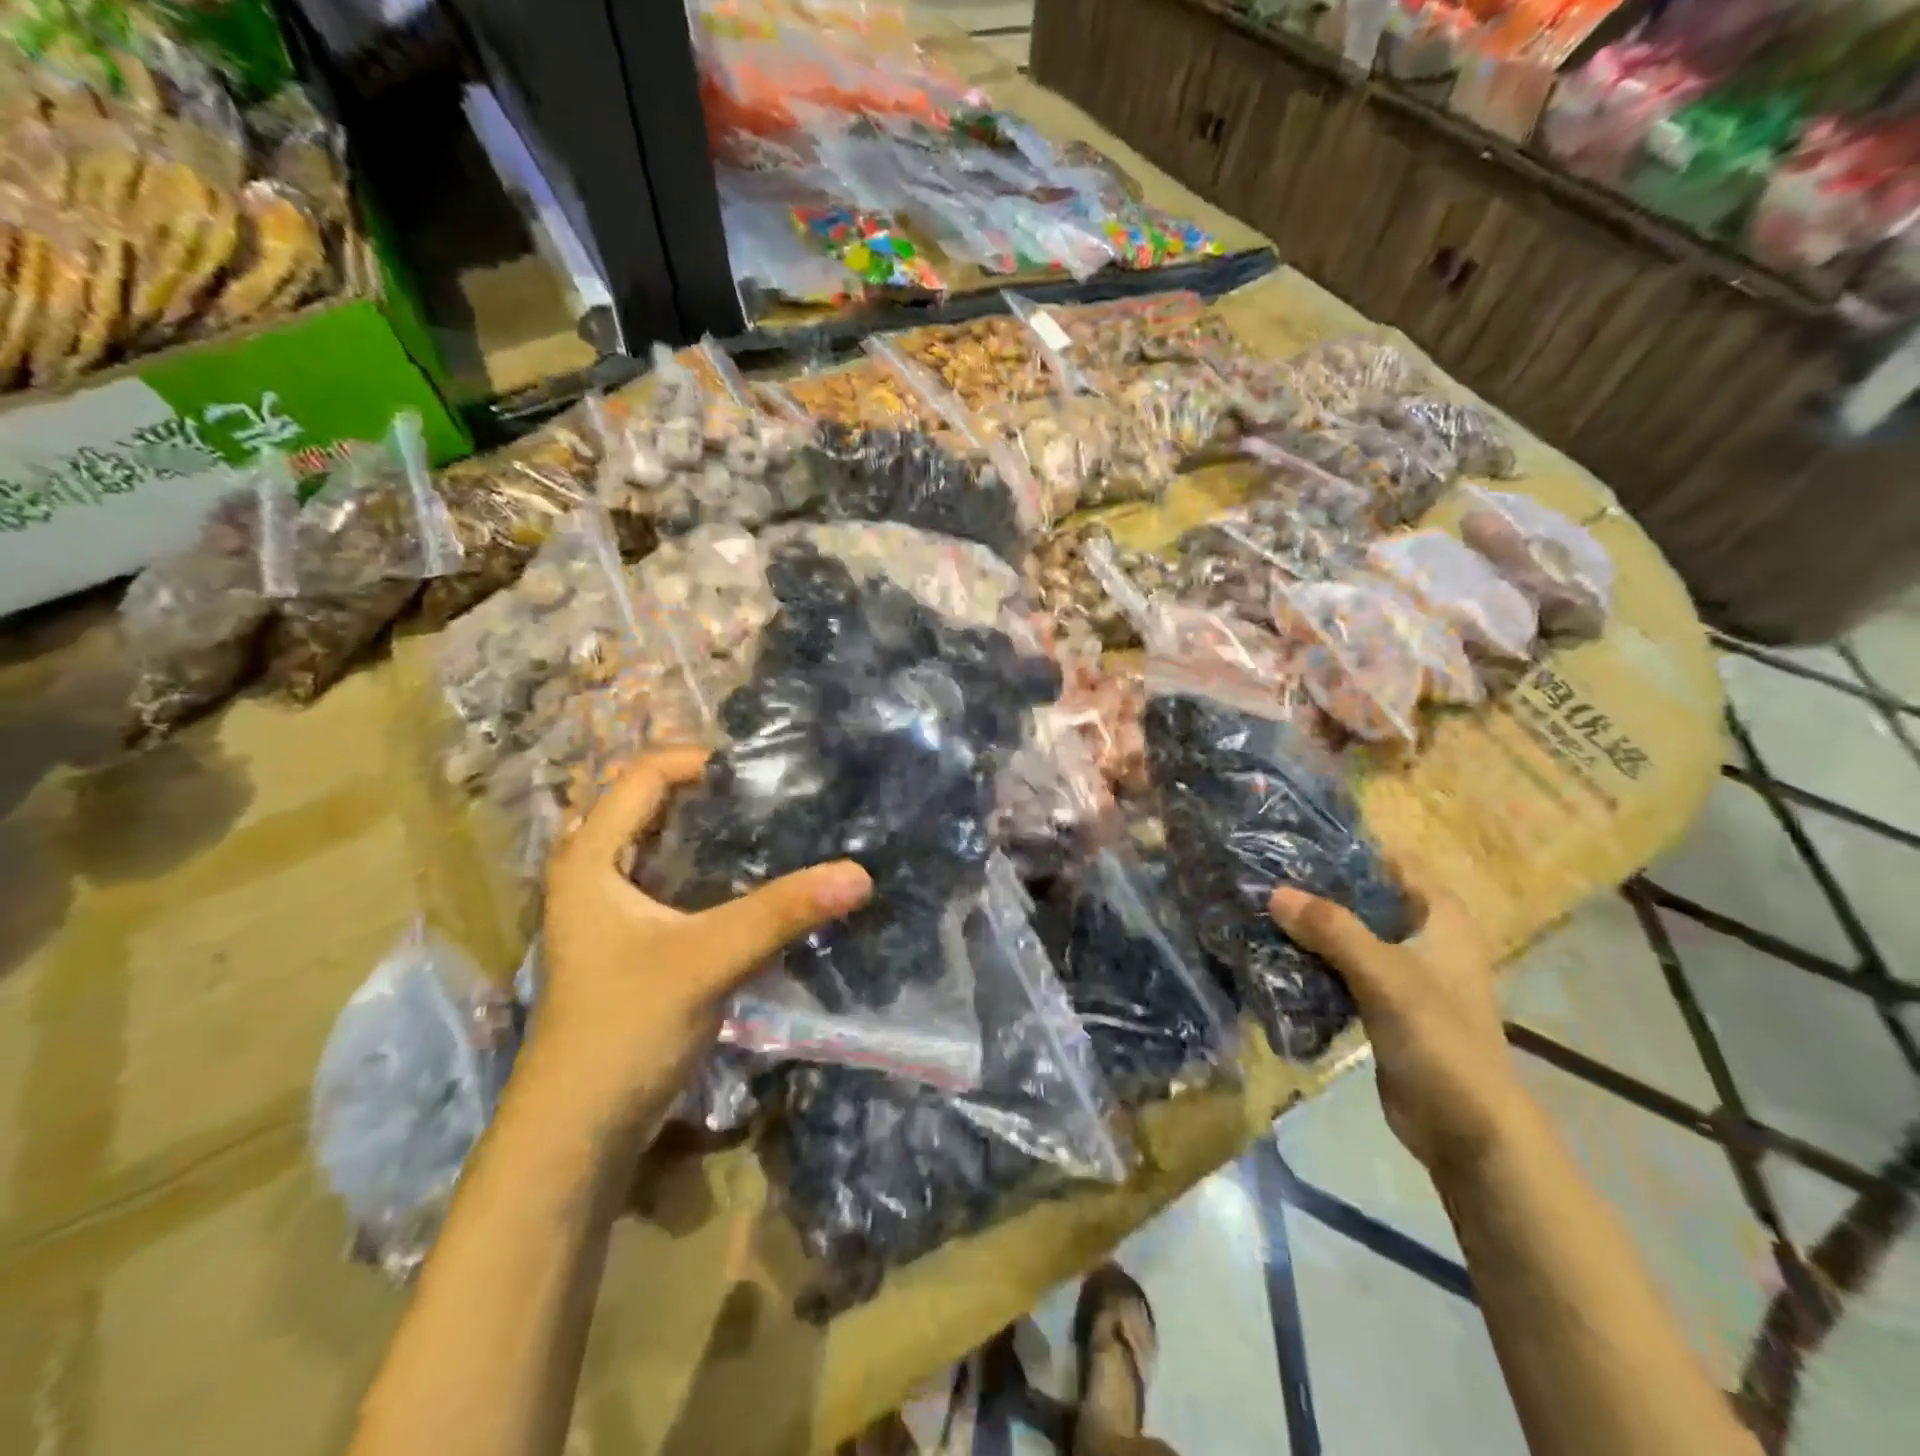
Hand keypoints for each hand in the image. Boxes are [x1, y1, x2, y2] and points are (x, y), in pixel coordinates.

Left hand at [536, 748, 871, 1139]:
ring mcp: (612, 909)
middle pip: (655, 804)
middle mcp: (595, 872)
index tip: (766, 771)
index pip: (644, 774)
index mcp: (590, 857)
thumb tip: (860, 874)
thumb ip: (782, 913)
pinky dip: (715, 871)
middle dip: (715, 793)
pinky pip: (677, 882)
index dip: (702, 760)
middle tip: (780, 793)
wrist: (577, 1133)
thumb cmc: (624, 1029)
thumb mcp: (707, 960)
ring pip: (668, 846)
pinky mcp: (634, 941)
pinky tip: (760, 880)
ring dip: (716, 833)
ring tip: (779, 826)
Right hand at [1269, 863, 1522, 1173]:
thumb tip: (1274, 893)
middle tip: (1264, 873)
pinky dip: (1314, 959)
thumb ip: (1331, 929)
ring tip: (1259, 906)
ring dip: (1311, 925)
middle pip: (1364, 897)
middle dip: (1318, 888)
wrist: (1466, 1128)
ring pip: (1349, 934)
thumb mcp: (1384, 975)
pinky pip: (1342, 968)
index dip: (1348, 849)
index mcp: (1441, 918)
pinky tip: (1274, 952)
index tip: (1295, 840)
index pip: (1392, 863)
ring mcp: (1403, 973)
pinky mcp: (1383, 1004)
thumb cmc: (1439, 1038)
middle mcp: (1423, 937)